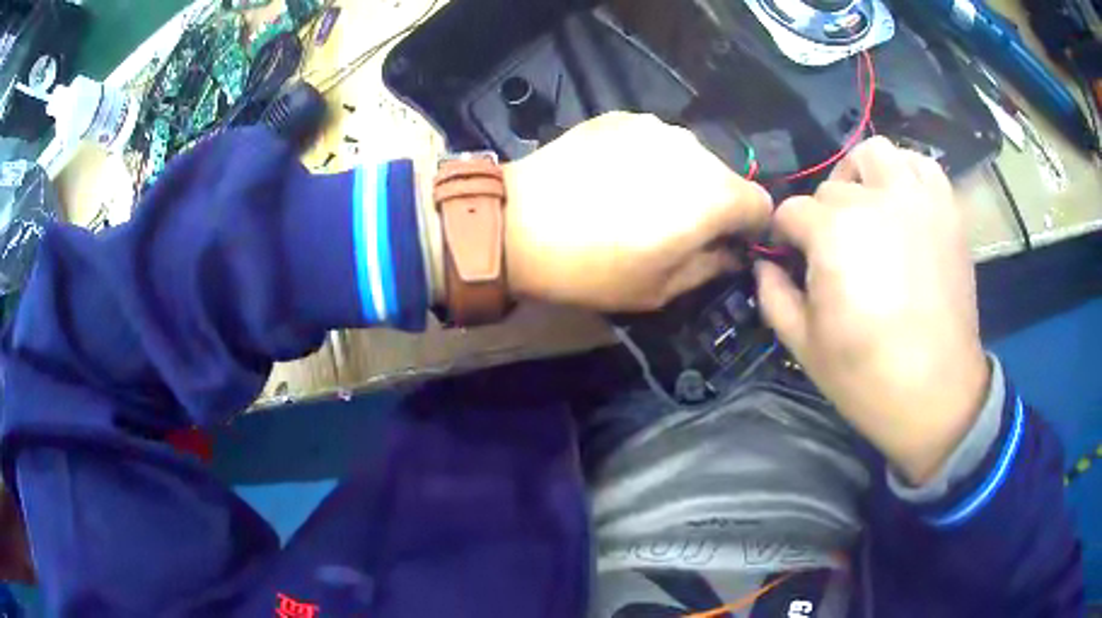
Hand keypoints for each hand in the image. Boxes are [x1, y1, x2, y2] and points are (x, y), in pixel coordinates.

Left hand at [503, 112, 771, 311]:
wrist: (517, 224)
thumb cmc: (593, 269)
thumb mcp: (662, 289)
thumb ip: (712, 267)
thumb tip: (732, 253)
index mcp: (714, 196)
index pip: (762, 205)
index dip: (749, 229)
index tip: (725, 245)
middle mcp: (694, 150)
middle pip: (727, 178)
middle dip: (715, 205)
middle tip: (675, 229)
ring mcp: (656, 127)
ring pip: (691, 157)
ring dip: (681, 179)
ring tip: (638, 201)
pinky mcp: (622, 117)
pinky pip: (655, 141)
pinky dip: (649, 159)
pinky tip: (614, 178)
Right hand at [755, 137, 989, 484]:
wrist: (936, 395)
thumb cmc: (867, 377)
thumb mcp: (804, 345)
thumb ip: (774, 295)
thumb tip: (764, 264)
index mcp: (833, 234)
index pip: (790, 212)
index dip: (783, 236)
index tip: (789, 258)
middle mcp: (874, 201)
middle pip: (830, 188)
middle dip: (822, 216)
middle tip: (833, 251)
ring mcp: (916, 201)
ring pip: (876, 154)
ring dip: (861, 175)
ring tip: (866, 207)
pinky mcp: (946, 211)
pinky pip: (922, 166)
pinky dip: (907, 173)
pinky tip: (902, 201)